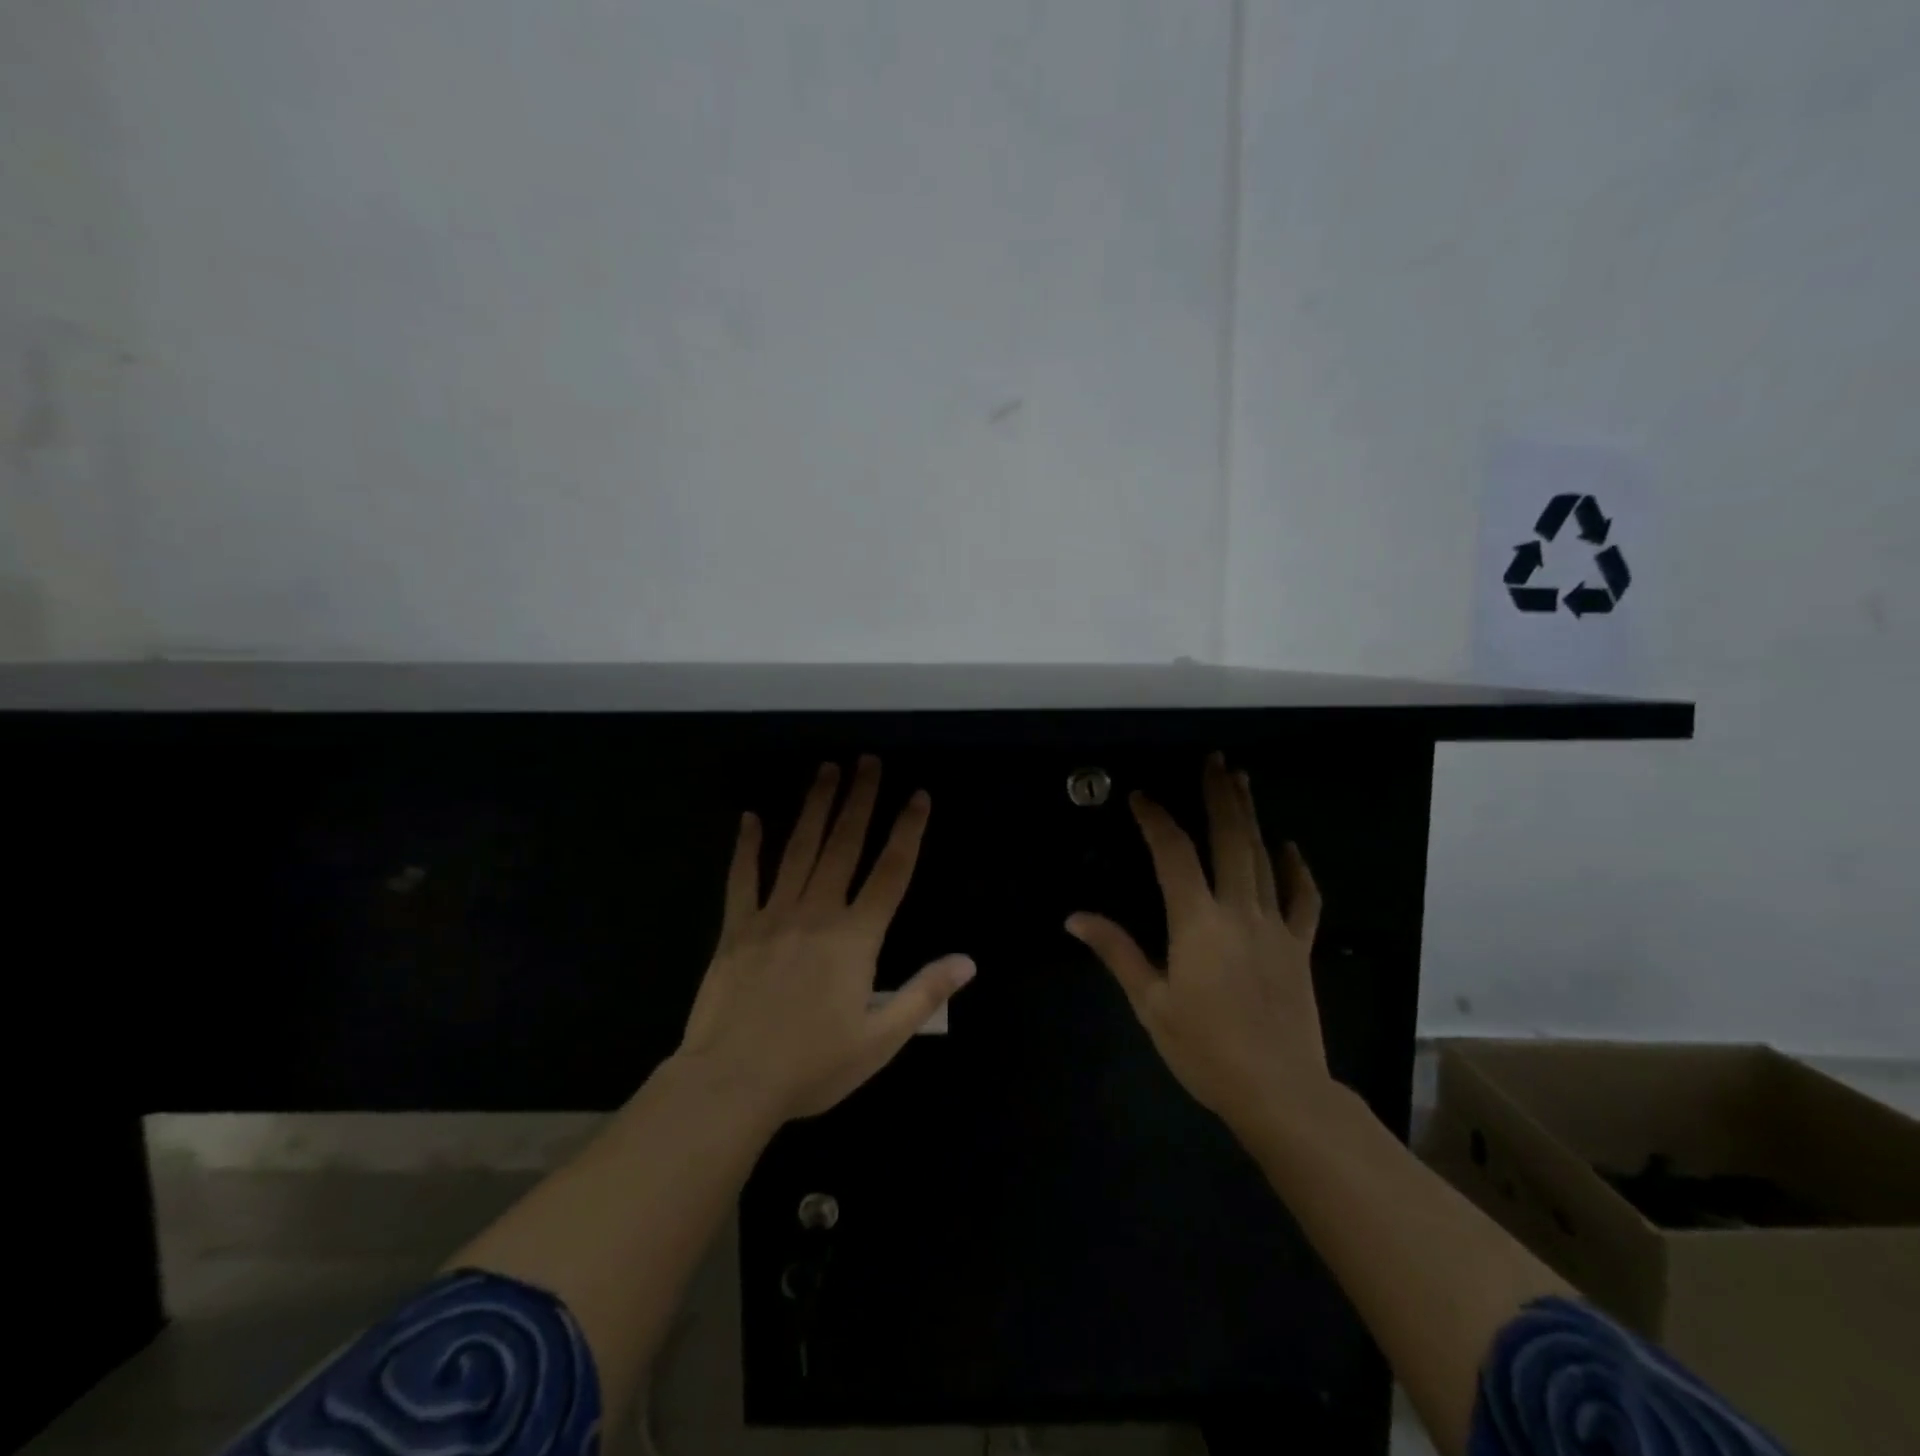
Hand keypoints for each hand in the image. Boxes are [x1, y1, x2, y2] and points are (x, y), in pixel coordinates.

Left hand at [679, 756, 975, 1121]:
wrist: (732, 1083)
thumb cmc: (812, 1066)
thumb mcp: (880, 1040)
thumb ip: (924, 994)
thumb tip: (968, 961)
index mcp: (855, 938)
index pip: (890, 872)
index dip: (908, 831)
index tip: (918, 795)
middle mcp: (817, 913)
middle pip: (844, 845)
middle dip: (859, 799)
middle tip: (868, 760)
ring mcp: (773, 916)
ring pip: (798, 849)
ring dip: (814, 806)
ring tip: (826, 769)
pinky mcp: (736, 928)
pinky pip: (742, 878)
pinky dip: (746, 846)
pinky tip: (749, 817)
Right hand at [1066, 753, 1331, 1134]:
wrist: (1281, 1092)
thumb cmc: (1206, 1049)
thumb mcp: (1152, 1003)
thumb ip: (1116, 951)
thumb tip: (1075, 917)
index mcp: (1197, 922)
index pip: (1173, 854)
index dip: (1156, 819)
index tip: (1141, 797)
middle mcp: (1239, 911)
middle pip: (1230, 840)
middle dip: (1220, 796)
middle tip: (1215, 760)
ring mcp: (1275, 926)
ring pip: (1265, 859)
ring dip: (1252, 817)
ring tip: (1243, 782)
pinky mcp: (1299, 947)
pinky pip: (1304, 899)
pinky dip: (1298, 870)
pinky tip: (1289, 847)